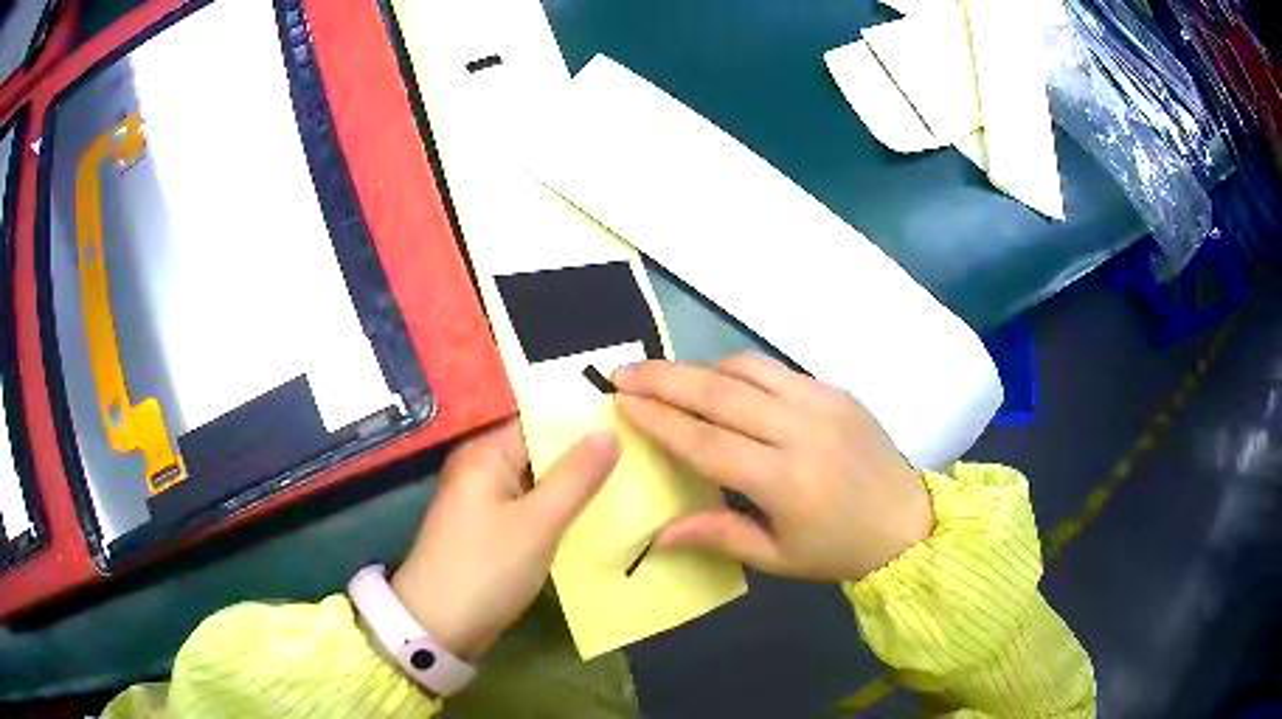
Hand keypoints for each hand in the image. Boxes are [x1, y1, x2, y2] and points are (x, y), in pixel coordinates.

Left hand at [391, 420, 619, 660]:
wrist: (440, 625)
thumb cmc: (487, 567)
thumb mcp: (539, 522)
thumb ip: (576, 477)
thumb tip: (610, 431)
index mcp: (486, 454)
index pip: (541, 422)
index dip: (583, 425)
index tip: (630, 428)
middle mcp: (481, 469)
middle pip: (540, 452)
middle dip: (583, 459)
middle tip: (638, 458)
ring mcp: (483, 501)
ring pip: (538, 483)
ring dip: (574, 488)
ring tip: (628, 484)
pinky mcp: (489, 530)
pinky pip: (530, 509)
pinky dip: (557, 512)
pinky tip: (594, 517)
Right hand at [613, 353, 931, 582]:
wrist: (908, 521)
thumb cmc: (839, 549)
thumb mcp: (776, 557)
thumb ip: (718, 535)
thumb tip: (657, 533)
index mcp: (786, 480)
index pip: (707, 442)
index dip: (660, 420)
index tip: (621, 402)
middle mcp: (802, 430)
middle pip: (720, 393)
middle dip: (664, 378)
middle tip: (623, 370)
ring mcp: (823, 402)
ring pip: (747, 369)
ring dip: (699, 367)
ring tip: (665, 375)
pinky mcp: (836, 389)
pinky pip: (776, 370)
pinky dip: (738, 370)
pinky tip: (719, 382)